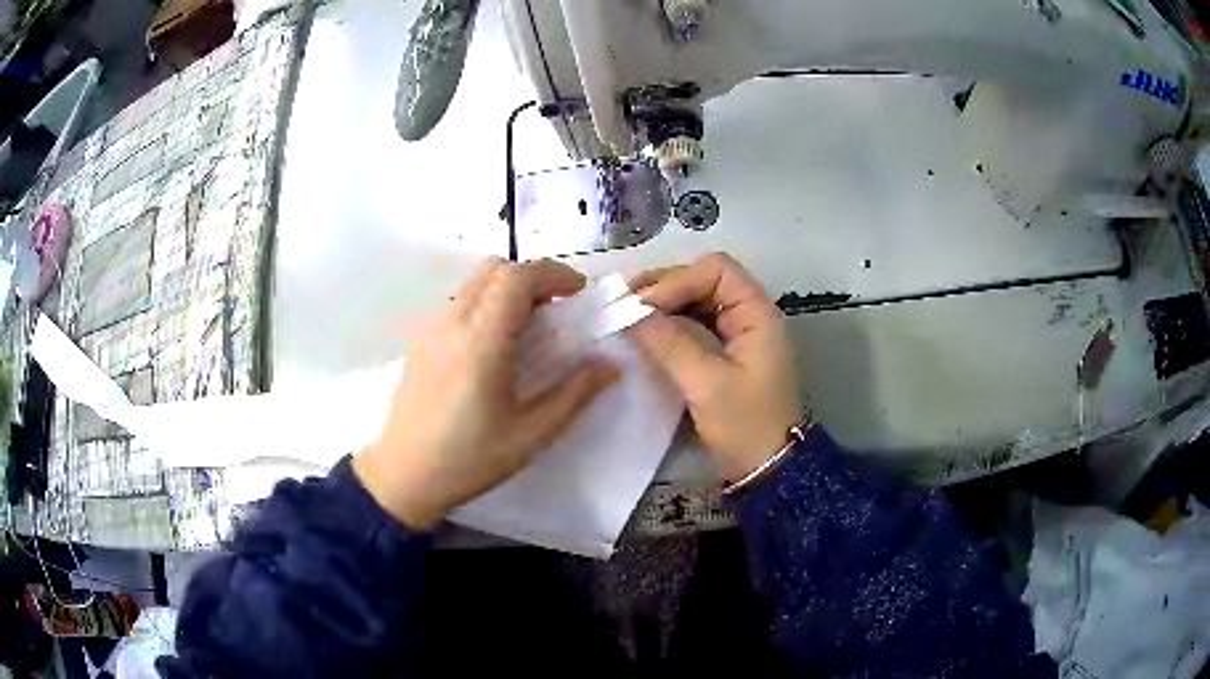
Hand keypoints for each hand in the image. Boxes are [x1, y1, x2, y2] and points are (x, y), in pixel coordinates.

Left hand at [353, 258, 620, 529]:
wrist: (403, 476)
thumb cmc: (469, 459)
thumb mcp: (531, 435)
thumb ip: (575, 394)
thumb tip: (611, 366)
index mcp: (482, 341)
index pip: (517, 277)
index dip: (554, 274)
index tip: (579, 295)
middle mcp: (453, 322)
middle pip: (496, 269)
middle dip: (534, 278)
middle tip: (556, 311)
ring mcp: (431, 328)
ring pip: (475, 283)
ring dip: (509, 290)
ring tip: (528, 330)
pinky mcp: (421, 340)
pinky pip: (459, 302)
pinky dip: (487, 304)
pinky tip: (494, 347)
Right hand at [629, 253, 801, 480]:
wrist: (768, 468)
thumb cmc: (745, 424)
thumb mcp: (705, 383)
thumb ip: (669, 342)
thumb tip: (630, 312)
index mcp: (757, 313)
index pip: (717, 270)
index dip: (678, 280)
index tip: (642, 305)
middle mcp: (751, 314)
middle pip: (706, 280)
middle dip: (666, 288)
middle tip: (626, 305)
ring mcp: (740, 333)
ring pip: (699, 300)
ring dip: (665, 304)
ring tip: (629, 315)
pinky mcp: (728, 352)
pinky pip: (697, 324)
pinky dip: (672, 324)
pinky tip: (647, 333)